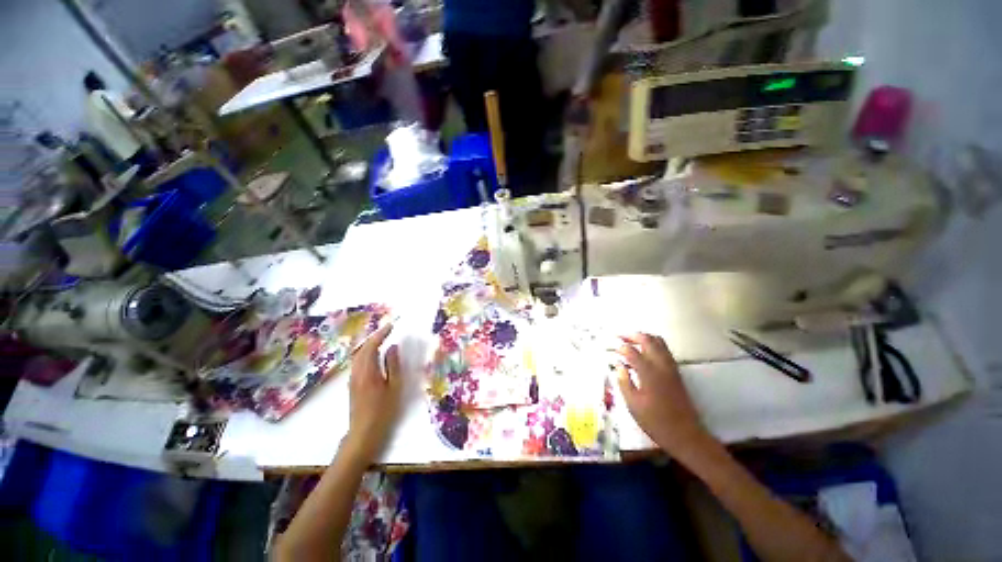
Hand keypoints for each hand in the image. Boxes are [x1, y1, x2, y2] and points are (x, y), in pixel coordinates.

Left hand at [344, 323, 401, 464]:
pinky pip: (358, 363)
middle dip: (374, 338)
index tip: (391, 326)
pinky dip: (366, 354)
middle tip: (387, 331)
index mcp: (368, 371)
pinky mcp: (353, 385)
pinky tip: (374, 356)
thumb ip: (393, 365)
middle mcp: (357, 372)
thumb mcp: (394, 386)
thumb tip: (392, 347)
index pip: (372, 346)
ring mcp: (353, 379)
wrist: (364, 433)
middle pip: (362, 349)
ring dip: (369, 345)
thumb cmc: (383, 410)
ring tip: (382, 340)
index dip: (381, 334)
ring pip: (358, 356)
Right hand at [616, 333, 713, 457]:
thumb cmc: (655, 422)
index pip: (631, 351)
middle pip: (647, 340)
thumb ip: (624, 381)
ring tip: (630, 341)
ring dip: (643, 337)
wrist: (686, 435)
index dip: (619, 347)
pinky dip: (652, 344)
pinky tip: (644, 352)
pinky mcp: (676, 372)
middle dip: (631, 335)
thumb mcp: (633, 404)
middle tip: (619, 337)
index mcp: (648, 373)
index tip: (610, 348)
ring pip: (658, 342)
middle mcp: (661, 365)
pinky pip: (664, 350)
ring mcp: (671, 367)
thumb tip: (618, 365)